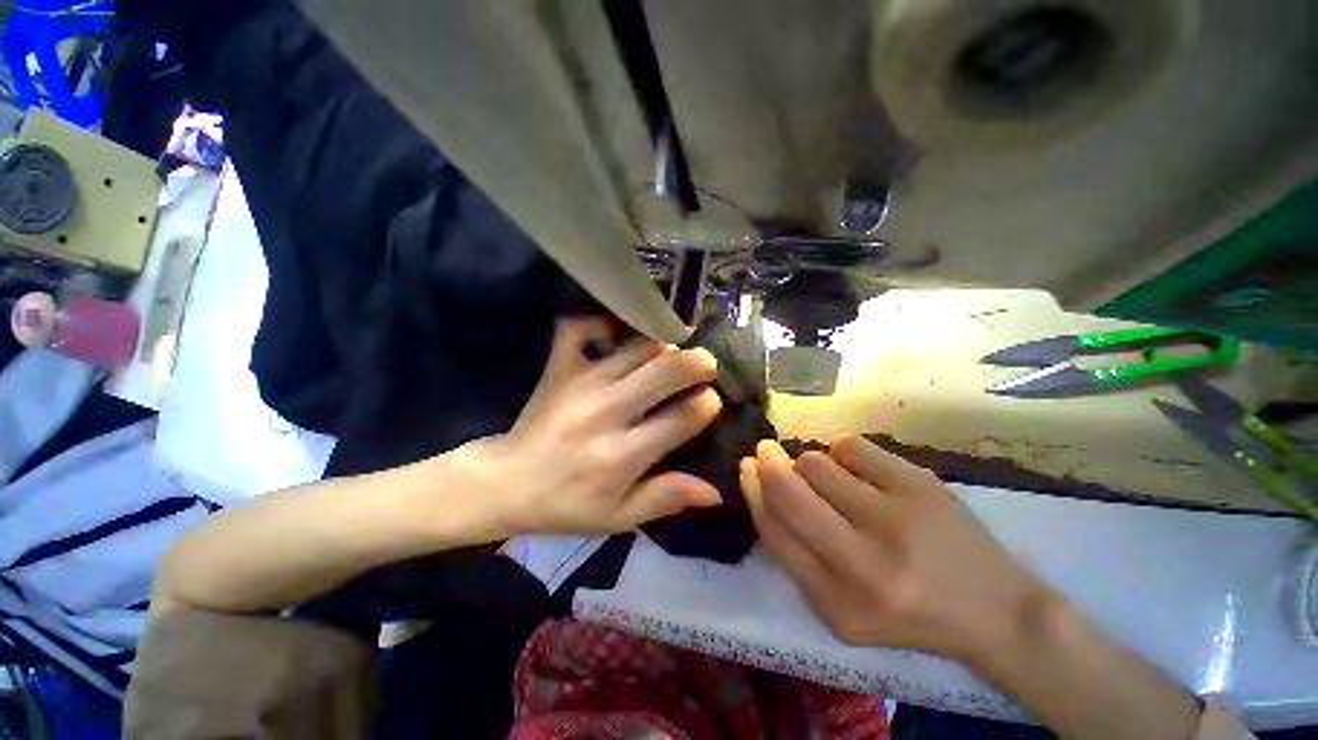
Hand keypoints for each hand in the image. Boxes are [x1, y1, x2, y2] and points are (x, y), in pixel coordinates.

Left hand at [468, 317, 723, 534]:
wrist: (505, 483)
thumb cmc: (565, 505)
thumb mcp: (618, 517)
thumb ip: (666, 498)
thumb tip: (714, 491)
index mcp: (621, 455)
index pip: (679, 419)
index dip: (705, 405)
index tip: (711, 400)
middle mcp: (605, 412)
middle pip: (663, 372)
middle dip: (695, 363)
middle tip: (706, 363)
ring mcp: (579, 384)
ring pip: (634, 348)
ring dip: (662, 344)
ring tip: (674, 349)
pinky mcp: (558, 368)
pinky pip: (578, 329)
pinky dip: (600, 323)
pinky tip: (615, 332)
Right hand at [740, 437, 1051, 662]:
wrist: (997, 611)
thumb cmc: (908, 613)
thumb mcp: (840, 607)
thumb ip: (796, 555)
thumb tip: (761, 486)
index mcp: (839, 603)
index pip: (774, 532)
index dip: (752, 491)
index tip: (746, 467)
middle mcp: (865, 562)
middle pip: (789, 490)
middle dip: (767, 461)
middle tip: (766, 451)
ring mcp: (897, 517)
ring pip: (816, 462)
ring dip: (810, 464)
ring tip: (831, 480)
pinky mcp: (921, 484)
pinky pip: (851, 445)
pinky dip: (842, 452)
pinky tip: (860, 471)